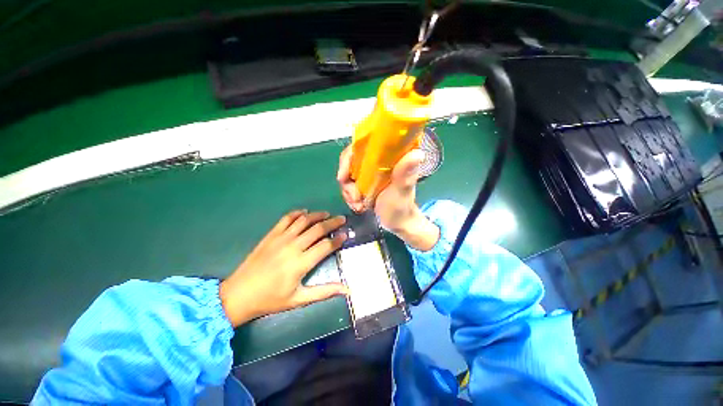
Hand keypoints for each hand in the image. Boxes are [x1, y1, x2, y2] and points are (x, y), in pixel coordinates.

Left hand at [219, 211, 347, 326]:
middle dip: (333, 222)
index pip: (326, 246)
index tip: (345, 234)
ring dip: (318, 215)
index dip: (338, 239)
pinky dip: (297, 213)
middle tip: (342, 219)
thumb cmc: (270, 299)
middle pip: (318, 229)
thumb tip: (347, 290)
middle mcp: (293, 246)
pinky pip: (286, 218)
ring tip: (327, 214)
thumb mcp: (299, 299)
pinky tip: (304, 212)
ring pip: (304, 220)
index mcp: (301, 263)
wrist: (238, 295)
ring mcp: (281, 238)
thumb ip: (324, 292)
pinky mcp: (271, 235)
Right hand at [337, 146, 439, 250]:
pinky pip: (349, 185)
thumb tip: (418, 154)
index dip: (348, 158)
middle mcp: (378, 161)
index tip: (343, 177)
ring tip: (359, 205)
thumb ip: (405, 175)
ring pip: (348, 175)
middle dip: (348, 182)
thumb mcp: (402, 191)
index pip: (363, 145)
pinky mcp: (365, 182)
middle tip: (355, 198)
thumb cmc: (402, 207)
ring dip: (349, 192)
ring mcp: (370, 172)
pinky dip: (350, 196)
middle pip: (350, 161)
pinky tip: (358, 206)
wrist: (398, 222)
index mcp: (389, 157)